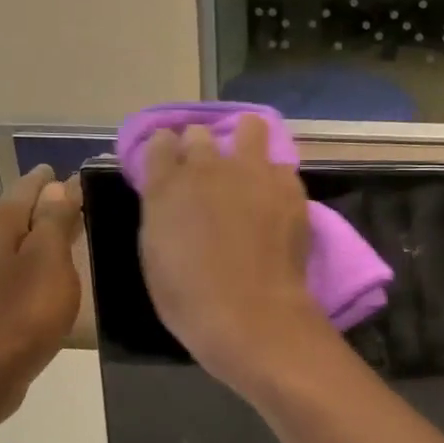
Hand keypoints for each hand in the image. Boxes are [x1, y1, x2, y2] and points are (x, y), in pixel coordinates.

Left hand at [0, 165, 82, 422]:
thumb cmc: (23, 313)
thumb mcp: (49, 259)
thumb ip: (55, 218)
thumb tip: (58, 184)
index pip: (28, 185)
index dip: (54, 178)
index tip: (80, 174)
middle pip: (20, 211)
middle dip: (49, 204)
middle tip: (83, 200)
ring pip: (16, 240)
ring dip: (42, 234)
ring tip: (73, 233)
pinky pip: (14, 266)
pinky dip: (34, 261)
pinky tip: (50, 273)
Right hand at [138, 115, 334, 394]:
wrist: (250, 314)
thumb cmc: (189, 298)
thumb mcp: (155, 254)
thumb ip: (162, 213)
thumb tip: (171, 198)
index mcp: (166, 184)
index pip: (160, 142)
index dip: (165, 151)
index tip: (170, 166)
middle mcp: (207, 166)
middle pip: (199, 134)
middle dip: (200, 148)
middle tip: (207, 176)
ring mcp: (251, 172)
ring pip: (250, 128)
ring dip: (246, 142)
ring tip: (249, 167)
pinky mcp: (288, 187)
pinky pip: (281, 167)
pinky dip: (276, 179)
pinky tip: (276, 200)